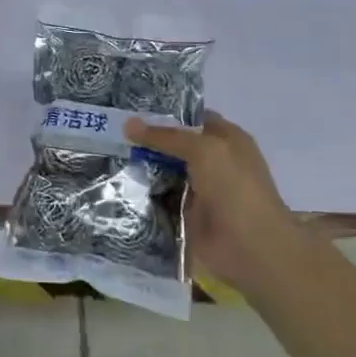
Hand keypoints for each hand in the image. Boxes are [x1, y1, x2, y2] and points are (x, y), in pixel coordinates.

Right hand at [125, 111, 303, 290]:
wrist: (250, 248)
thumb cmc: (235, 189)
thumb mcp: (204, 150)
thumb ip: (167, 136)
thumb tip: (128, 123)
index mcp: (226, 139)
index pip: (191, 118)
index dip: (163, 113)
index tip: (128, 109)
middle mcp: (213, 161)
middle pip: (174, 145)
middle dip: (145, 140)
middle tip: (109, 131)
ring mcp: (198, 188)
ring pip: (163, 171)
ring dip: (140, 166)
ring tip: (105, 155)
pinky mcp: (185, 213)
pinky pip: (159, 197)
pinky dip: (141, 193)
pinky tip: (115, 184)